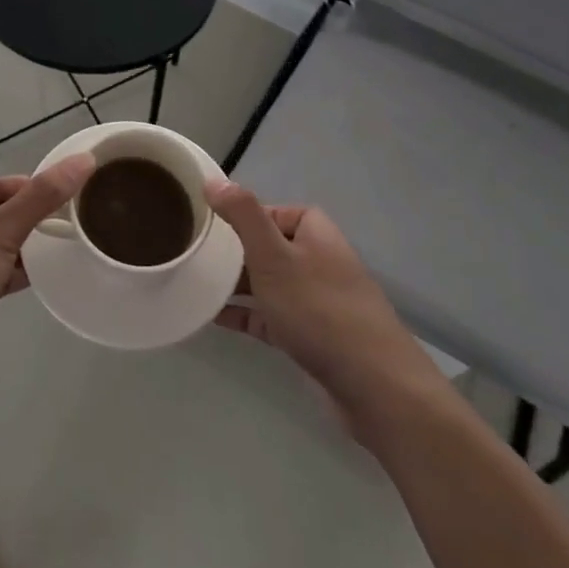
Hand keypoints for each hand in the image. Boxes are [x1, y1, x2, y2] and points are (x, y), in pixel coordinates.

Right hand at [208, 180, 446, 437]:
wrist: (374, 387)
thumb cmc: (319, 309)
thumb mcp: (273, 255)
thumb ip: (243, 215)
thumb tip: (212, 179)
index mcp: (314, 232)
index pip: (271, 211)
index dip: (240, 216)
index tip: (206, 225)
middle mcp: (317, 260)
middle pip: (267, 246)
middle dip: (232, 251)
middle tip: (194, 254)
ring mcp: (315, 300)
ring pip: (267, 283)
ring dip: (235, 284)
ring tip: (194, 282)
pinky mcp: (310, 336)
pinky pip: (269, 317)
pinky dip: (244, 315)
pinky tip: (211, 317)